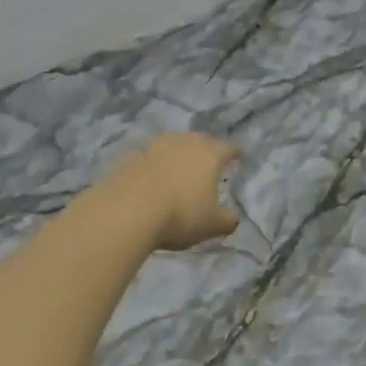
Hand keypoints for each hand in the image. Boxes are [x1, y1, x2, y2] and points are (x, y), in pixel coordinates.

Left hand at [102, 132, 240, 250]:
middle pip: (199, 139)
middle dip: (206, 147)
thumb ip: (226, 220)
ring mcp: (155, 147)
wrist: (127, 211)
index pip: (227, 148)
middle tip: (209, 157)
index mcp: (209, 155)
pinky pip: (148, 156)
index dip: (235, 152)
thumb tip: (233, 218)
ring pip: (172, 142)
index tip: (239, 155)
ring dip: (178, 151)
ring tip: (179, 163)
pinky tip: (152, 175)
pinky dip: (154, 163)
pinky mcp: (130, 157)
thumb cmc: (179, 215)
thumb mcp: (210, 225)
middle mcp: (183, 144)